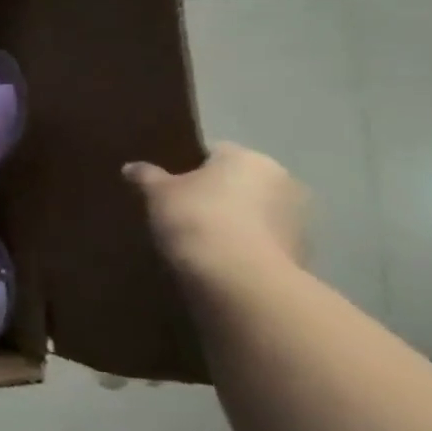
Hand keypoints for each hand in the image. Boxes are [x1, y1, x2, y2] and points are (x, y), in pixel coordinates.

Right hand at [123, 142, 306, 279]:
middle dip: (215, 194)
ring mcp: (297, 218)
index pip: (215, 152)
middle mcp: (282, 180)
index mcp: (249, 158)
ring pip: (254, 212)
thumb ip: (146, 176)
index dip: (188, 166)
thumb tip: (131, 167)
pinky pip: (262, 240)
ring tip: (197, 239)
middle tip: (179, 211)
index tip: (167, 186)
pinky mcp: (300, 251)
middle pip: (239, 182)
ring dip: (233, 221)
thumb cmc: (197, 219)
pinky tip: (218, 259)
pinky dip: (244, 246)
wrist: (239, 278)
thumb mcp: (157, 193)